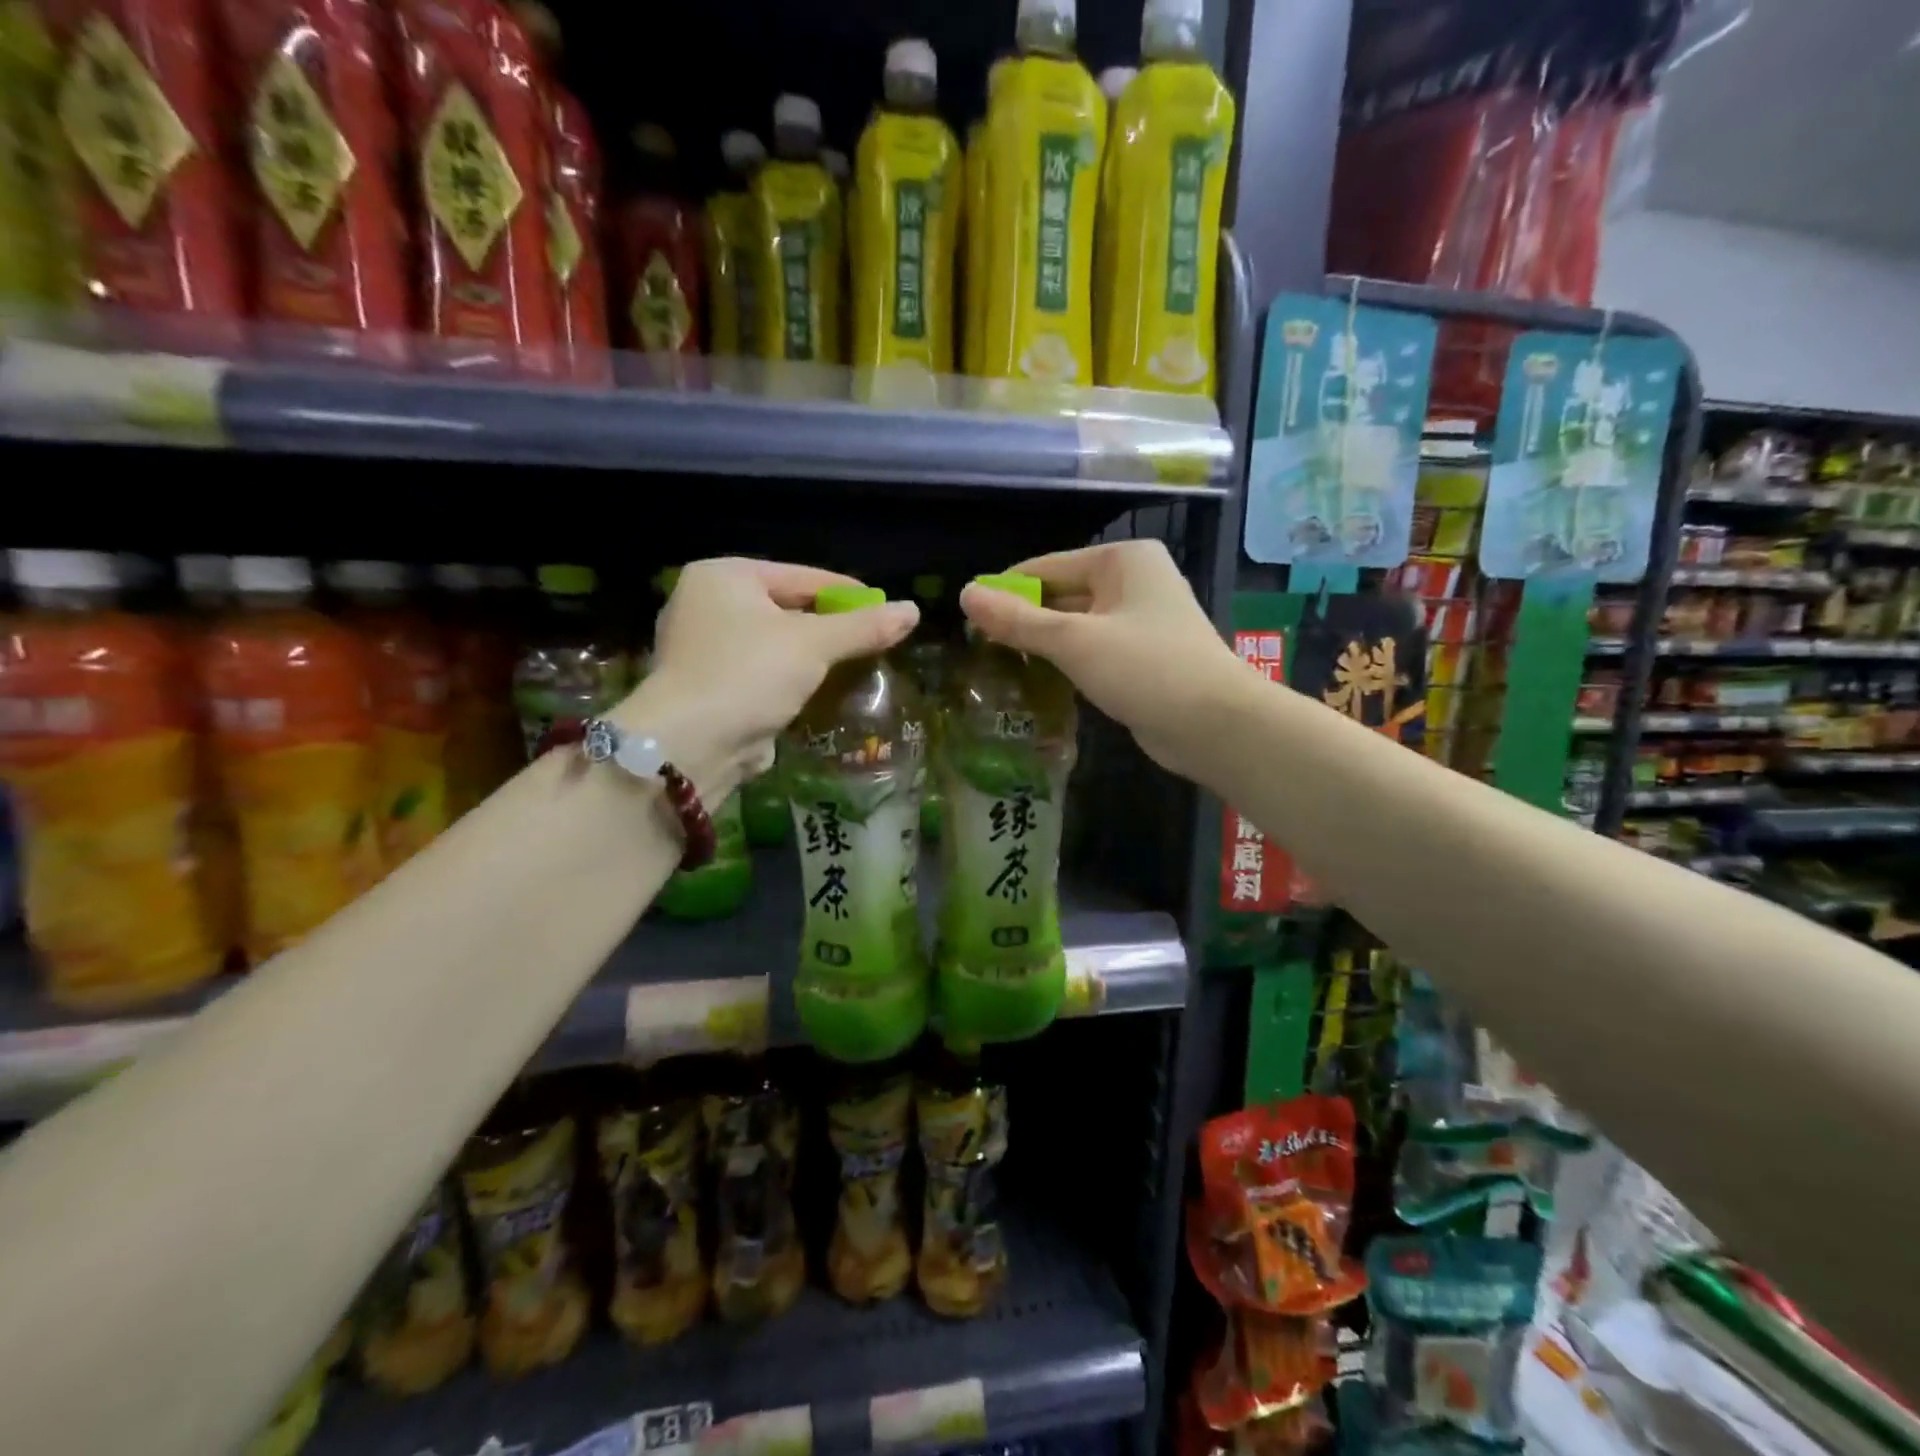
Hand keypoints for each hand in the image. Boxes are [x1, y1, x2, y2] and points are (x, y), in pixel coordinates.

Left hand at [621, 558, 918, 797]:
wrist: (692, 743)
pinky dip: (788, 677)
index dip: (847, 592)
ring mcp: (701, 646)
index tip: (885, 608)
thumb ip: (864, 627)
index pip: (801, 576)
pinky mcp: (706, 684)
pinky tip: (818, 689)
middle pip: (786, 607)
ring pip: (774, 642)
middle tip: (872, 639)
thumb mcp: (814, 645)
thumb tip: (913, 610)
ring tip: (853, 664)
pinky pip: (760, 670)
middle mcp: (705, 603)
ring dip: (811, 655)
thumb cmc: (750, 674)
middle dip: (830, 626)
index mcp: (724, 576)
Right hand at [959, 541, 1242, 781]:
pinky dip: (1066, 663)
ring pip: (1075, 626)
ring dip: (1042, 645)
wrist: (1216, 725)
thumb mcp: (1074, 642)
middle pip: (1061, 595)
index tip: (967, 620)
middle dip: (1023, 620)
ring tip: (997, 665)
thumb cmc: (1146, 669)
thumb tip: (965, 594)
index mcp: (1122, 560)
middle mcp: (1133, 581)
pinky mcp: (1142, 657)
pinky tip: (1036, 681)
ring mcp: (1140, 621)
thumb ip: (1018, 620)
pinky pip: (1092, 650)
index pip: (1046, 567)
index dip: (1005, 591)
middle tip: (977, 649)